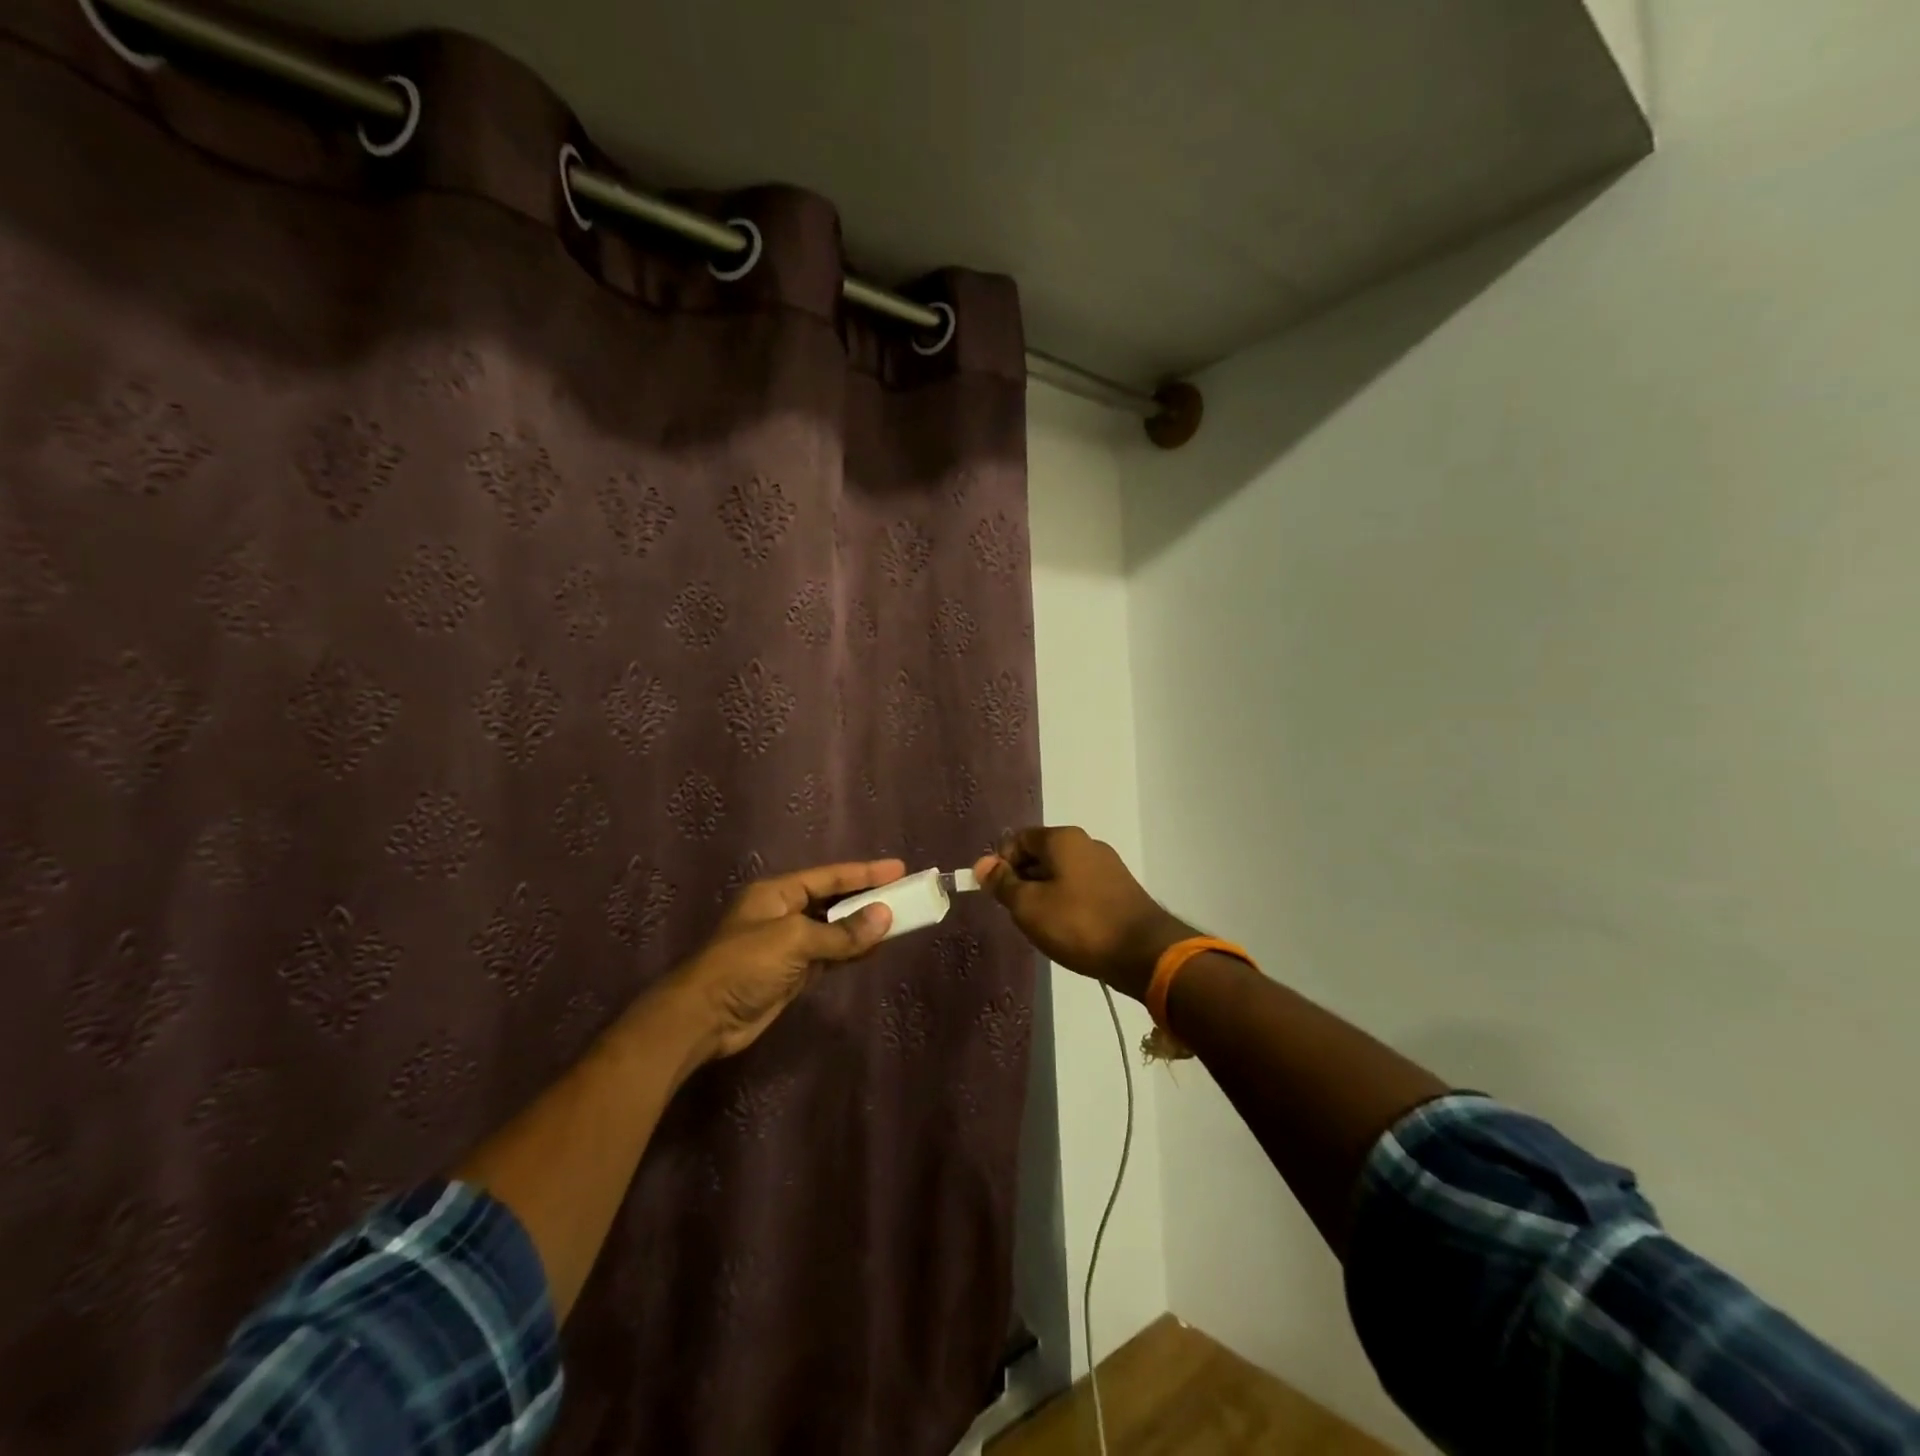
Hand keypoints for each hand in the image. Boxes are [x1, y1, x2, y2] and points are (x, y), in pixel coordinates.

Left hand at [664, 858, 903, 1060]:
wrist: (704, 1018)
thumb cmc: (745, 965)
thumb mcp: (794, 940)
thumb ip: (842, 932)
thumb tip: (885, 917)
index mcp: (777, 893)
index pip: (829, 877)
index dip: (865, 872)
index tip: (898, 869)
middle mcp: (783, 912)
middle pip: (833, 900)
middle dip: (867, 897)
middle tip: (904, 893)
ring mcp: (788, 944)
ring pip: (834, 928)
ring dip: (862, 926)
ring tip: (898, 919)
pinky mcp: (792, 972)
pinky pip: (830, 954)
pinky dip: (852, 951)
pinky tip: (875, 947)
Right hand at [973, 827, 1191, 1000]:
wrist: (1143, 952)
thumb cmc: (1078, 924)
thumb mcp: (1029, 906)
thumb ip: (1002, 883)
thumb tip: (982, 864)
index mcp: (1063, 838)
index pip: (1018, 839)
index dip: (1001, 864)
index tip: (997, 895)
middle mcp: (1087, 844)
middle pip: (1040, 855)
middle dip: (1023, 881)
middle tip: (1018, 914)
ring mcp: (1107, 866)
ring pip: (1061, 874)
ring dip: (1045, 895)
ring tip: (1043, 927)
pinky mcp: (1120, 889)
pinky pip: (1081, 888)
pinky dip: (1068, 904)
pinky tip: (1069, 931)